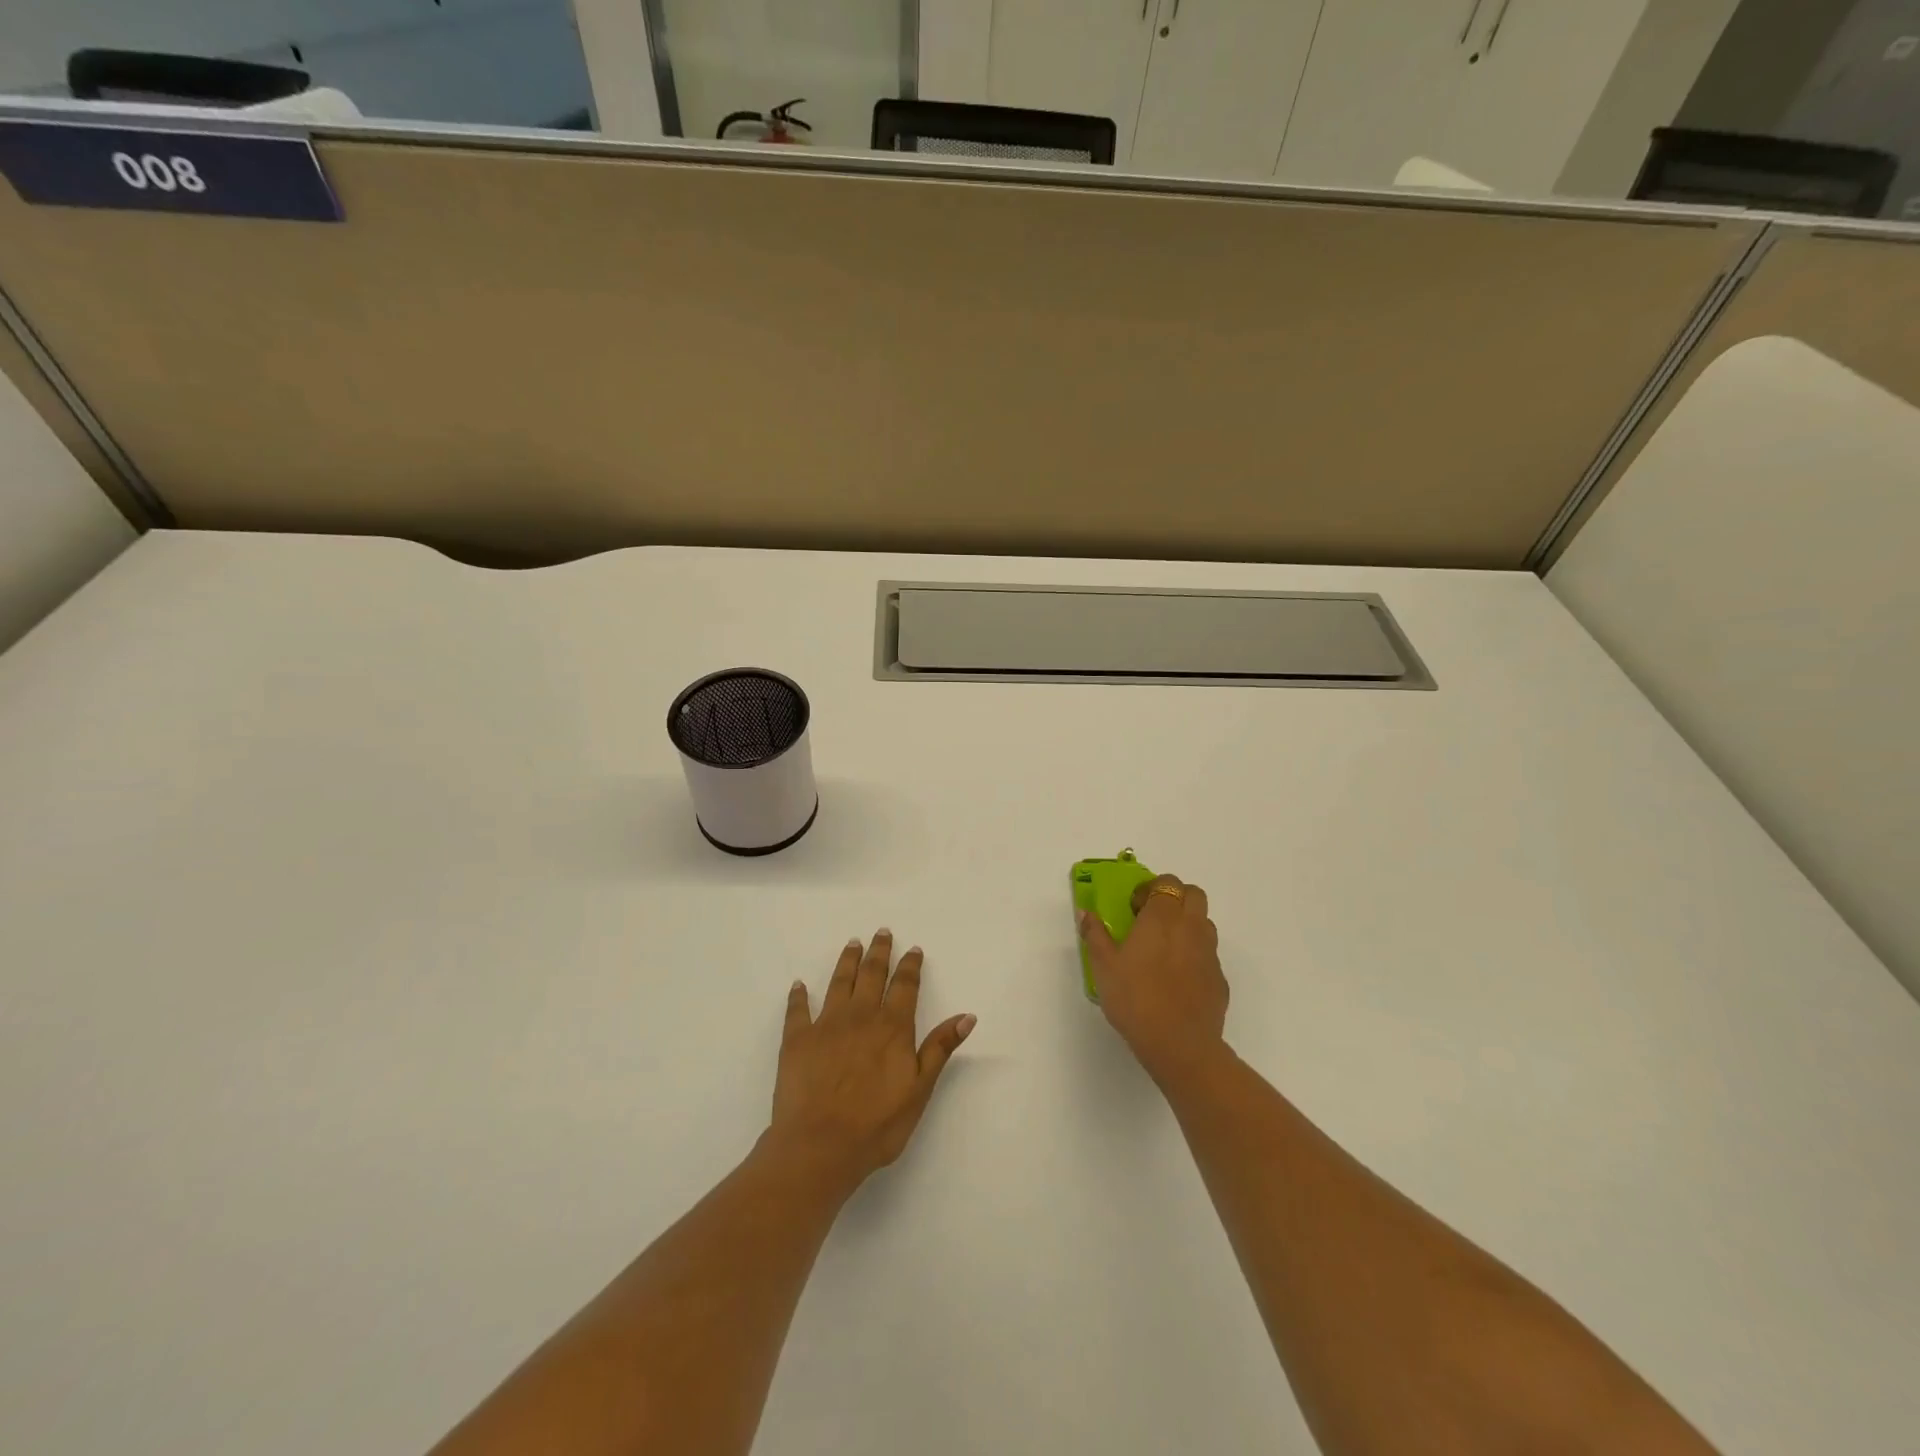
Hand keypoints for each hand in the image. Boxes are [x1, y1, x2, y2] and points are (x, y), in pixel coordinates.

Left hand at [770, 930, 975, 1195]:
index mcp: (892, 1027)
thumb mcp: (919, 1089)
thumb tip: (967, 1015)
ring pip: (839, 982)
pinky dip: (799, 996)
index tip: (913, 949)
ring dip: (847, 961)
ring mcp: (826, 1024)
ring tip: (852, 944)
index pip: (905, 986)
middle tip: (882, 932)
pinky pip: (798, 1010)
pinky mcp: (797, 1040)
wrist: (820, 1145)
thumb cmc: (877, 1124)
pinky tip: (799, 985)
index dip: (910, 966)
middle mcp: (860, 1016)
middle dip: (879, 951)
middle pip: (872, 974)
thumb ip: (940, 1048)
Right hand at [1079, 874, 1227, 1083]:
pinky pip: (1209, 955)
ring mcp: (1210, 953)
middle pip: (1193, 894)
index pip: (1166, 882)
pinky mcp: (1220, 979)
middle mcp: (1191, 927)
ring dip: (1188, 924)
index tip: (1134, 908)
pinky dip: (1195, 956)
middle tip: (1153, 919)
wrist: (1180, 1044)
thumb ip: (1095, 935)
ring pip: (1204, 923)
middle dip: (1175, 898)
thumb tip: (1085, 912)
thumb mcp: (1103, 966)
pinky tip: (1178, 979)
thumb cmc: (1135, 998)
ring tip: (1165, 948)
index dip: (1151, 889)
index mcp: (1162, 917)